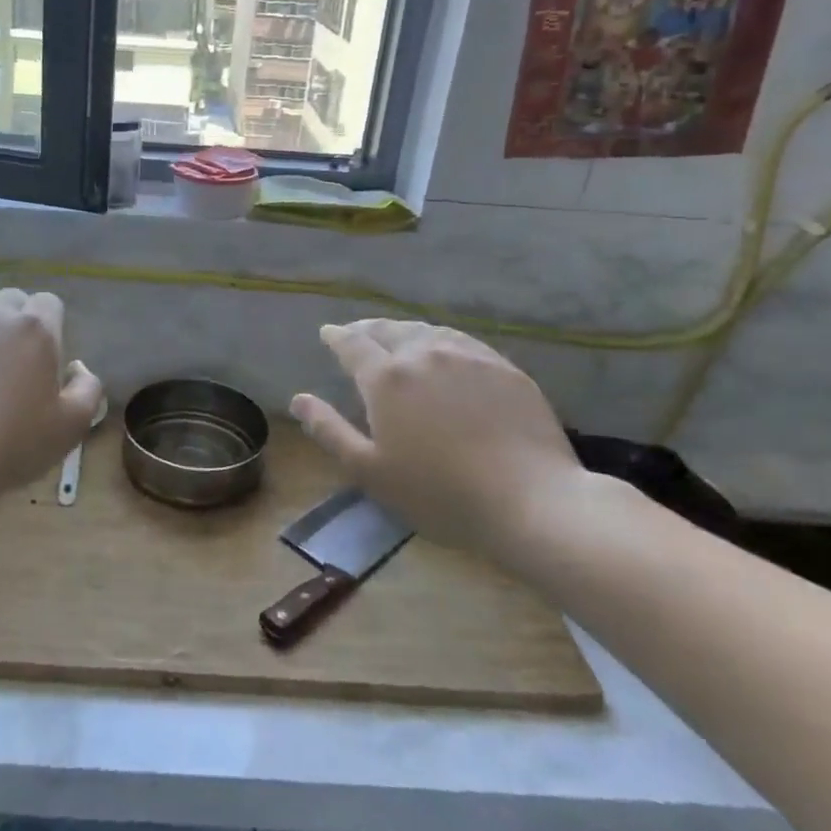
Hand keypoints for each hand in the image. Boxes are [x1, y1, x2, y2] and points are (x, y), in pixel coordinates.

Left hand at [0, 288, 103, 506]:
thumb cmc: (13, 445)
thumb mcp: (72, 426)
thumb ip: (88, 388)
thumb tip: (78, 368)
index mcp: (34, 329)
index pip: (48, 303)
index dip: (49, 325)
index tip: (44, 358)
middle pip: (9, 302)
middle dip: (14, 324)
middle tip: (11, 367)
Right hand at [290, 320, 592, 561]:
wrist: (532, 501)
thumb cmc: (440, 493)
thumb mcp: (370, 471)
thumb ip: (329, 430)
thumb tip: (298, 399)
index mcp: (386, 378)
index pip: (353, 345)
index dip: (337, 337)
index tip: (327, 333)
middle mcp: (424, 354)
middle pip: (389, 330)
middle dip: (368, 329)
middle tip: (357, 333)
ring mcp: (468, 357)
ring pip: (426, 331)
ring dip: (404, 331)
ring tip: (396, 337)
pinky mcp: (504, 368)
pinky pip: (462, 341)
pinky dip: (440, 339)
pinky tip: (443, 350)